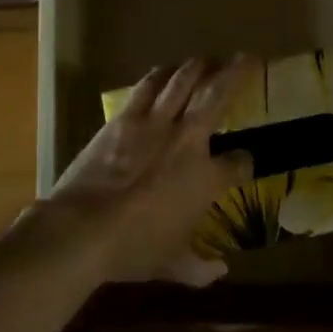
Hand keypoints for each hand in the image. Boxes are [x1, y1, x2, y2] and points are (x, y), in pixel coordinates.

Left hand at [43, 56, 255, 284]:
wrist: (85, 228)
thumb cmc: (134, 248)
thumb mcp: (171, 264)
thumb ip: (198, 268)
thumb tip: (218, 274)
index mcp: (206, 179)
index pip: (238, 164)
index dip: (245, 162)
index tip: (245, 161)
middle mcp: (188, 141)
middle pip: (217, 97)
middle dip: (236, 75)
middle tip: (247, 57)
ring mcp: (155, 124)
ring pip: (183, 82)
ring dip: (198, 67)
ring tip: (208, 58)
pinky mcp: (124, 119)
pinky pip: (148, 87)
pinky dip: (161, 75)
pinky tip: (166, 70)